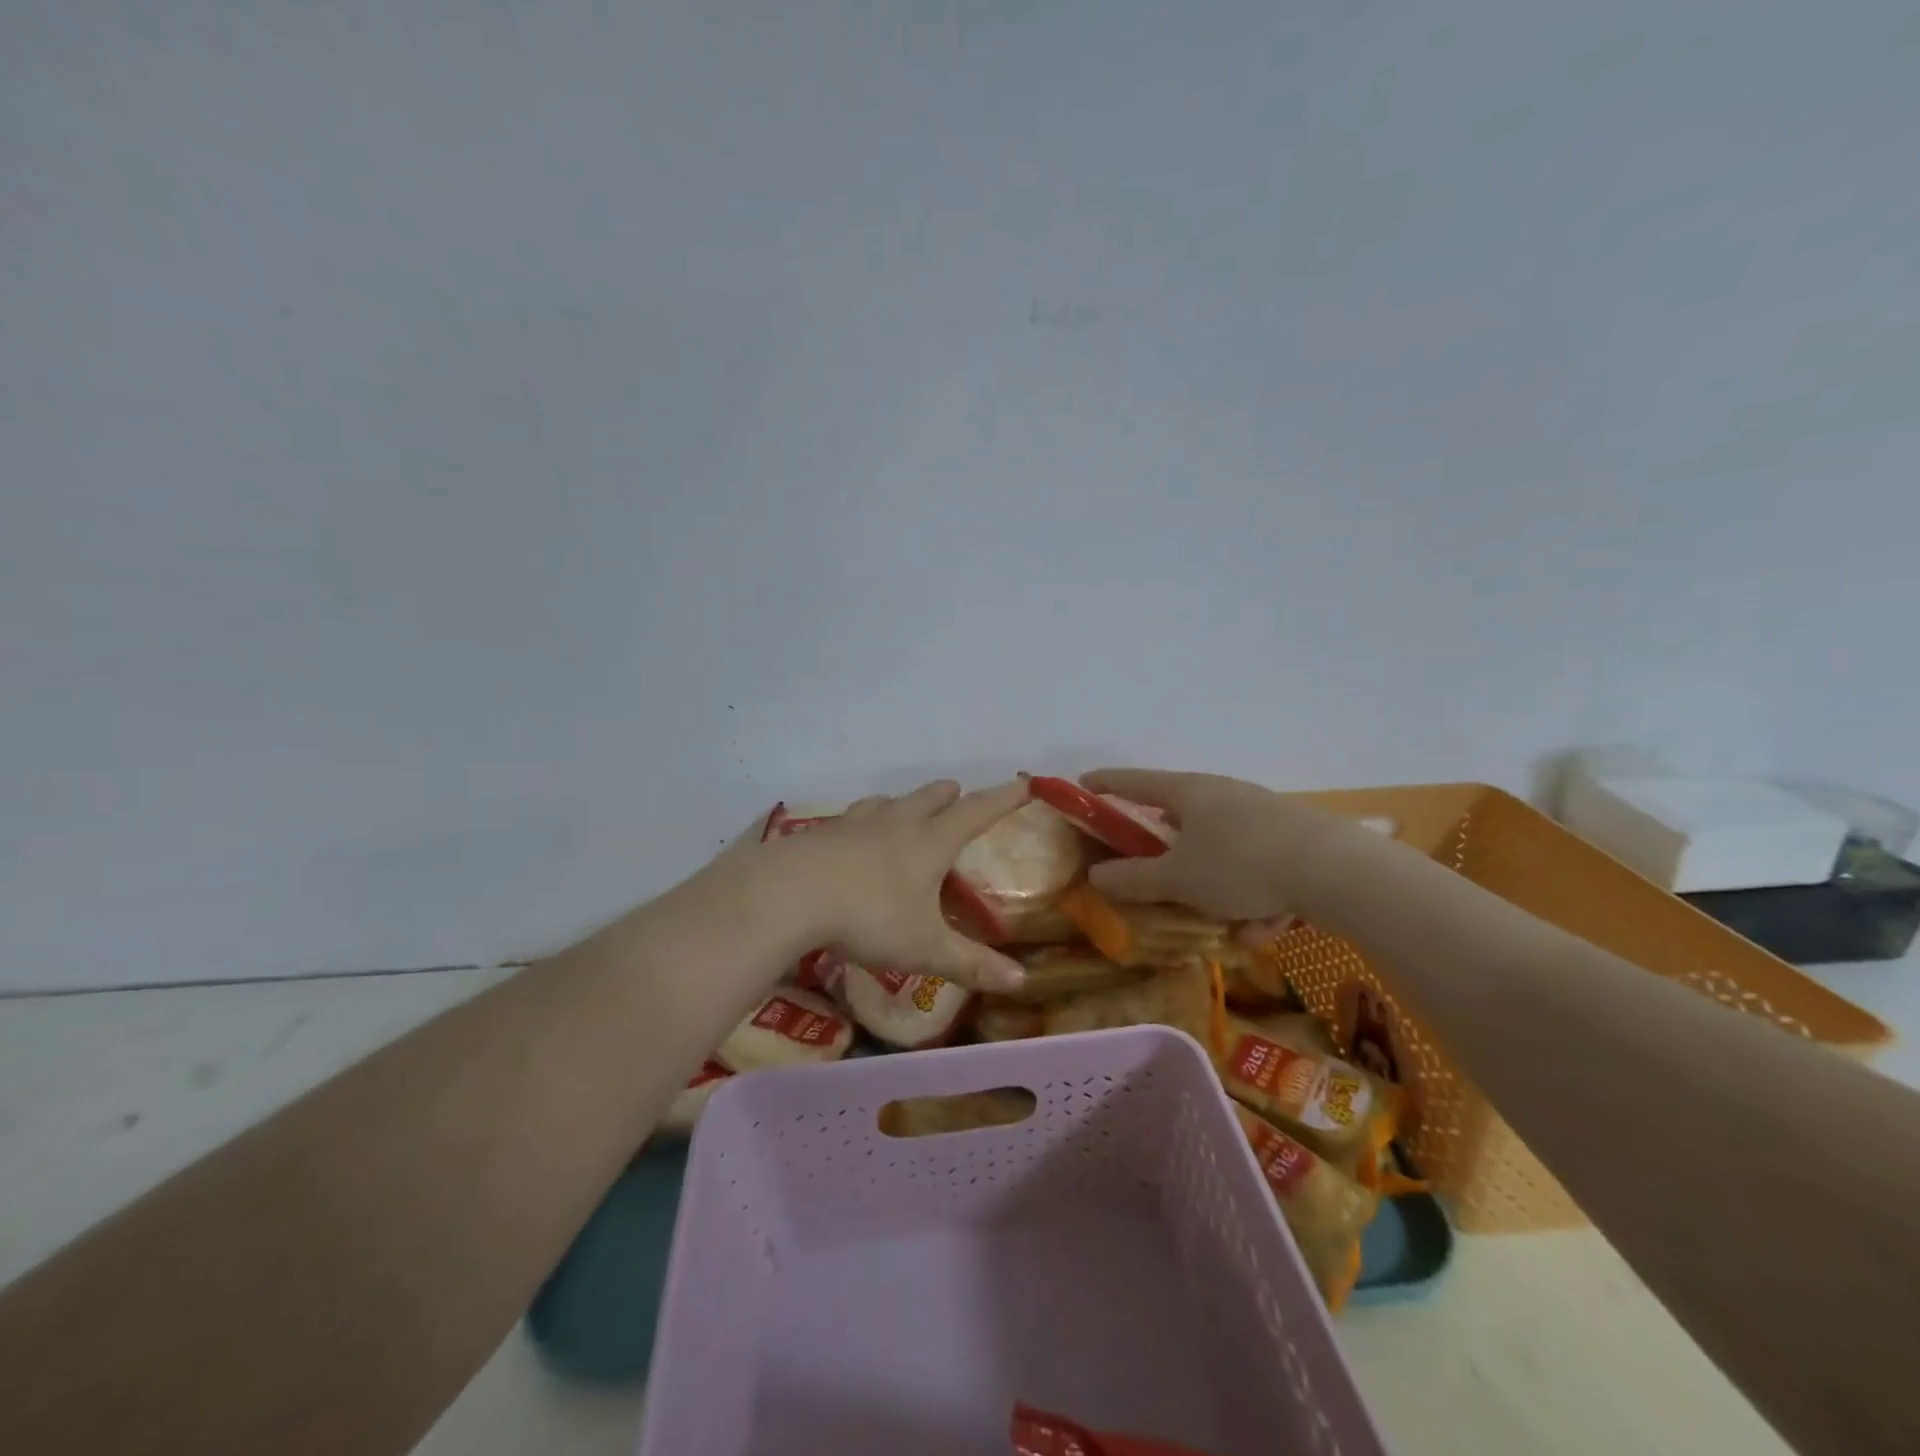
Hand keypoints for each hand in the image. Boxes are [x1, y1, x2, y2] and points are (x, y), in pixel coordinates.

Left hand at [755, 779, 1032, 992]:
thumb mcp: (924, 949)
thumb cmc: (869, 917)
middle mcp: (897, 822)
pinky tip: (853, 838)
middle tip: (958, 793)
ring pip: (889, 802)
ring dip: (905, 803)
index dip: (1004, 798)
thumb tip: (1020, 981)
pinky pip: (853, 819)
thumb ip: (971, 964)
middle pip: (930, 798)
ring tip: (906, 810)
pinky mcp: (822, 833)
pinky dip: (865, 822)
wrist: (789, 893)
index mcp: (930, 842)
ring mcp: (856, 823)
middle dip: (949, 795)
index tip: (1025, 783)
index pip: (977, 812)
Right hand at [1079, 768, 1353, 922]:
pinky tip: (1268, 925)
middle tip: (1159, 877)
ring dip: (1221, 891)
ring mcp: (1260, 812)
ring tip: (1235, 926)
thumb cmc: (1241, 864)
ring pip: (1223, 852)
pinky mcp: (1291, 835)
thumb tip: (1097, 876)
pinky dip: (1255, 896)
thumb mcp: (1179, 879)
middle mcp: (1222, 793)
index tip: (1082, 783)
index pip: (1133, 781)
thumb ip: (1134, 879)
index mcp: (1188, 792)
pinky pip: (1257, 867)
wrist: (1338, 871)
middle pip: (1180, 818)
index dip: (1105, 783)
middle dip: (1169, 854)